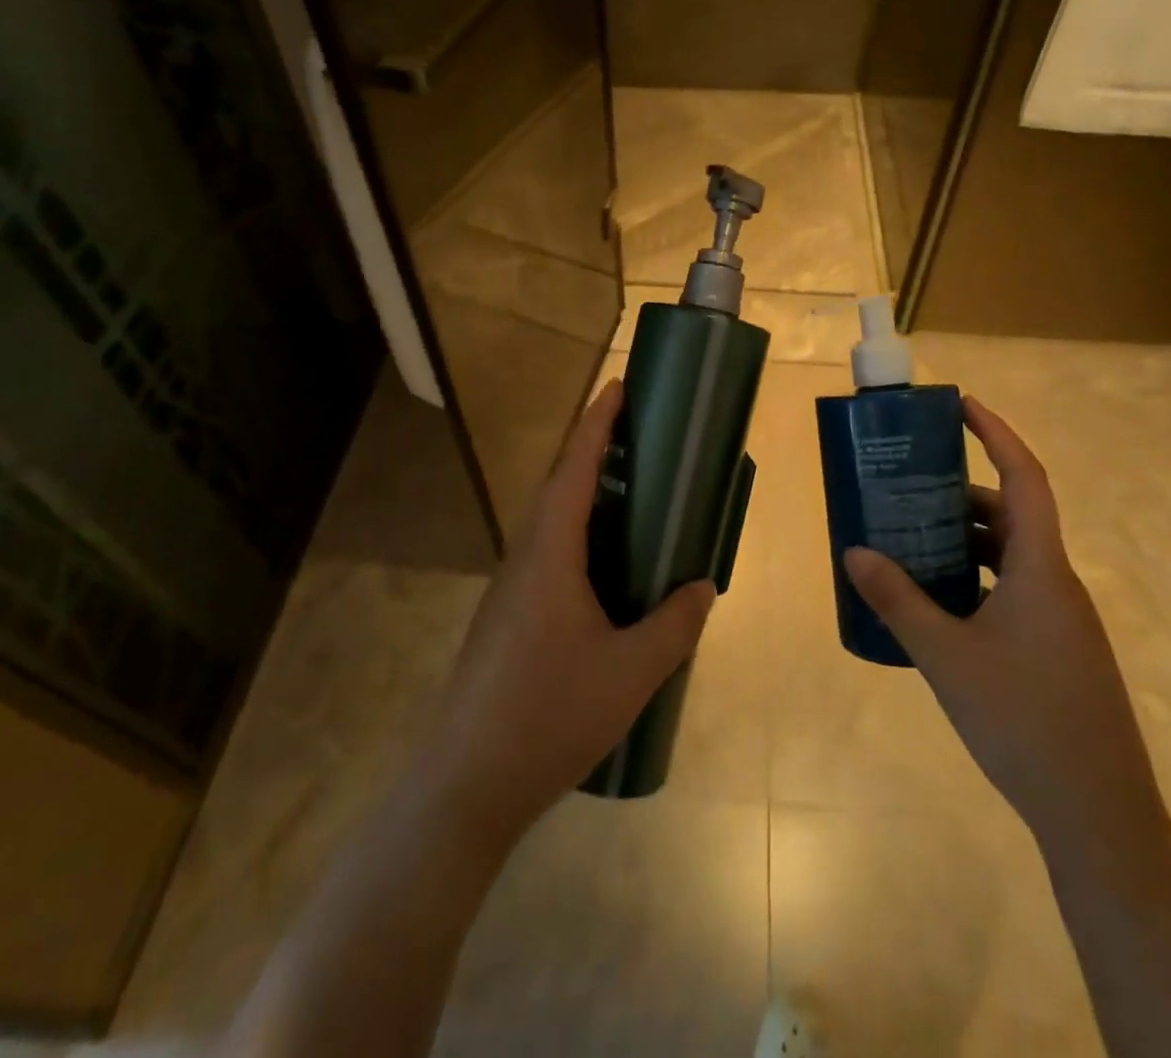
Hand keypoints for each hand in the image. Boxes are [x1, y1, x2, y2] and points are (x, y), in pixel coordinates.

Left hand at [421, 380, 715, 837]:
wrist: (467, 784)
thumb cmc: (550, 716)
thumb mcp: (631, 672)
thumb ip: (674, 625)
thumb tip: (703, 586)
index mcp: (549, 555)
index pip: (574, 469)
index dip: (597, 424)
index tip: (619, 387)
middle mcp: (523, 559)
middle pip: (559, 488)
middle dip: (595, 454)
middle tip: (641, 439)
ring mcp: (510, 590)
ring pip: (551, 525)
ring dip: (586, 498)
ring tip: (633, 497)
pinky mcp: (507, 618)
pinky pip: (548, 557)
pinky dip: (579, 539)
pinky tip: (607, 570)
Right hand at [844, 396, 1162, 845]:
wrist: (1098, 815)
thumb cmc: (1023, 722)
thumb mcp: (946, 657)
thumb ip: (898, 600)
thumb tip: (853, 551)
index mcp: (1040, 569)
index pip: (1025, 478)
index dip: (997, 434)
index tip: (961, 406)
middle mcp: (1056, 582)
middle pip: (1011, 515)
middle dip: (960, 494)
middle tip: (907, 488)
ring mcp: (1059, 617)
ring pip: (1010, 556)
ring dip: (964, 541)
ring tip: (909, 540)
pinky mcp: (1055, 647)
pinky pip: (1011, 590)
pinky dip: (974, 578)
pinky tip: (936, 602)